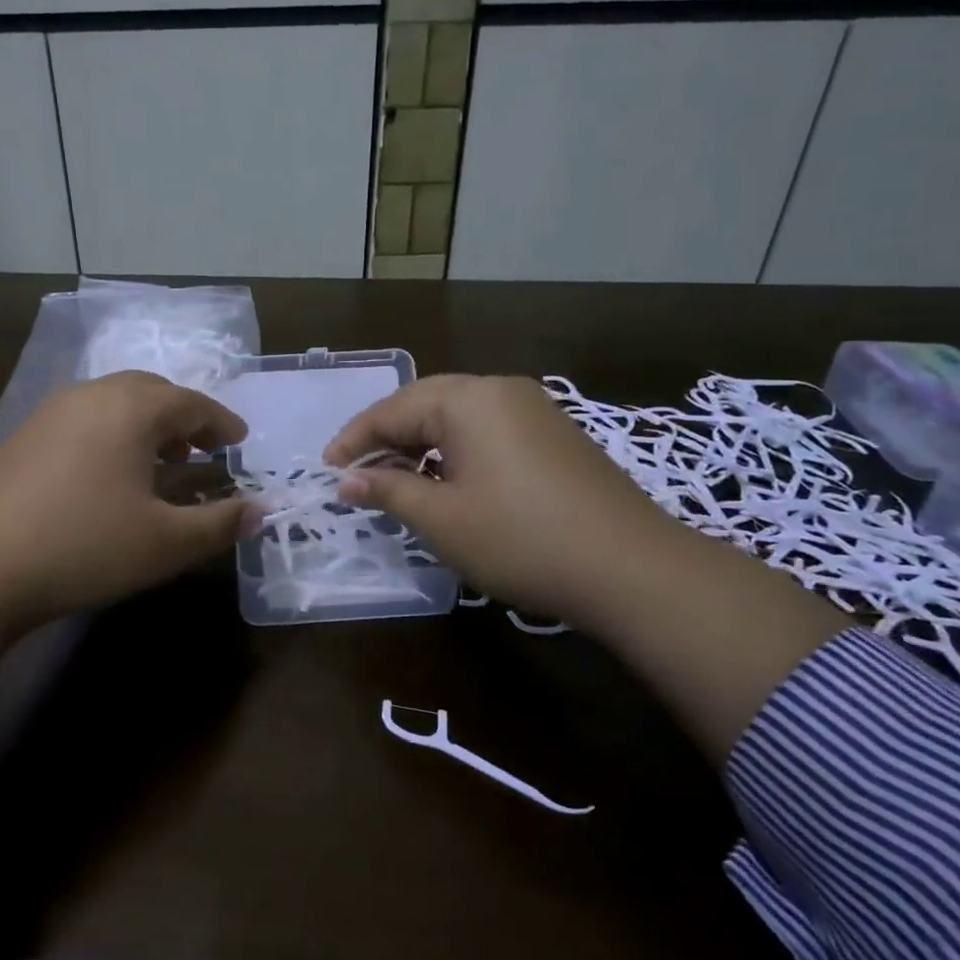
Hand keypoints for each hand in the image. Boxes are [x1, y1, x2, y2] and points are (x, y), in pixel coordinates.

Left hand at [0, 370, 251, 633]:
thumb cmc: (82, 546)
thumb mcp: (164, 543)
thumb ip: (218, 524)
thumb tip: (260, 511)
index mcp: (131, 408)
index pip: (191, 403)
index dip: (221, 422)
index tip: (240, 440)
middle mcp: (90, 396)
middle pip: (151, 391)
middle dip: (184, 416)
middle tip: (204, 448)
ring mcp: (49, 412)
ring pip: (113, 402)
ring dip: (146, 424)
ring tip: (161, 461)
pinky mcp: (21, 436)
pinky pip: (84, 419)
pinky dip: (111, 434)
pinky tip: (107, 474)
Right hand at [323, 374, 683, 626]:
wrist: (632, 569)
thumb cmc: (520, 539)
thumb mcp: (441, 518)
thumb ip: (388, 490)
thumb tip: (346, 480)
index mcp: (467, 399)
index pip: (391, 410)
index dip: (354, 441)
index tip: (327, 471)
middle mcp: (499, 390)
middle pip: (423, 405)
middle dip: (385, 440)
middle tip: (357, 476)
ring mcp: (533, 410)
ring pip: (457, 418)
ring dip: (420, 447)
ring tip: (397, 483)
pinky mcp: (554, 435)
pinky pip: (487, 431)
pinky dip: (455, 453)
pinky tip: (448, 484)